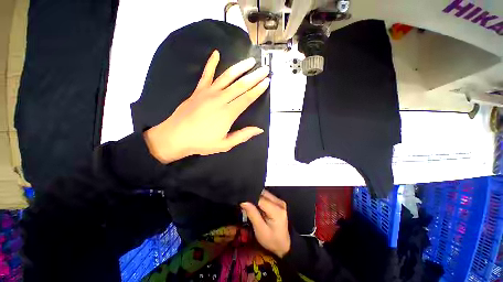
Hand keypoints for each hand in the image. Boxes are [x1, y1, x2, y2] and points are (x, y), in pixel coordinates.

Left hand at [144, 50, 269, 163]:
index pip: (247, 98)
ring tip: (250, 61)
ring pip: (227, 77)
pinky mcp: (198, 90)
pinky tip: (216, 53)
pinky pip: (206, 74)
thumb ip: (243, 135)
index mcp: (228, 114)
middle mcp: (220, 100)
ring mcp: (208, 93)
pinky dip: (211, 63)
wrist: (175, 137)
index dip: (258, 89)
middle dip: (254, 76)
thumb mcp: (225, 144)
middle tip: (264, 69)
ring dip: (240, 67)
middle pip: (240, 85)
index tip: (266, 81)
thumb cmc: (202, 143)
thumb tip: (259, 129)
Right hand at [241, 190, 290, 257]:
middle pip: (262, 194)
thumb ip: (252, 214)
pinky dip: (260, 200)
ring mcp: (280, 201)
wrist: (284, 245)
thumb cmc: (272, 240)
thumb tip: (243, 201)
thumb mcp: (260, 230)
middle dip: (253, 198)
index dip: (250, 199)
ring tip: (250, 207)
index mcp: (276, 210)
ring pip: (264, 194)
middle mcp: (279, 202)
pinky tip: (257, 208)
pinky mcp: (278, 202)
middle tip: (245, 206)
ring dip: (256, 199)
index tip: (242, 203)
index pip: (260, 199)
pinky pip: (266, 197)